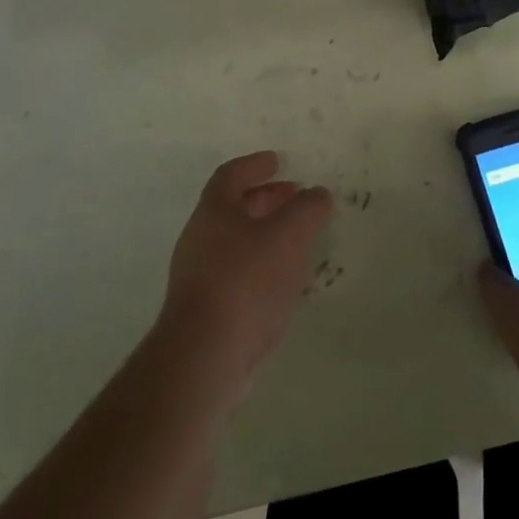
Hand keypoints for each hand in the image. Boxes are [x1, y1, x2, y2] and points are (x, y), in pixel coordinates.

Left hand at [157, 151, 334, 403]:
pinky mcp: (206, 311)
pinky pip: (237, 274)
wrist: (205, 357)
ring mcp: (199, 276)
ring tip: (298, 240)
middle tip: (296, 198)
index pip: (232, 174)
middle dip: (266, 199)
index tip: (278, 161)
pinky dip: (262, 266)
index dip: (256, 165)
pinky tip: (284, 282)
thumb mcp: (288, 236)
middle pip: (234, 207)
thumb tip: (319, 194)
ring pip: (237, 241)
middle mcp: (200, 237)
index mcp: (214, 210)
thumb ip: (308, 209)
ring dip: (266, 234)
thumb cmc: (246, 281)